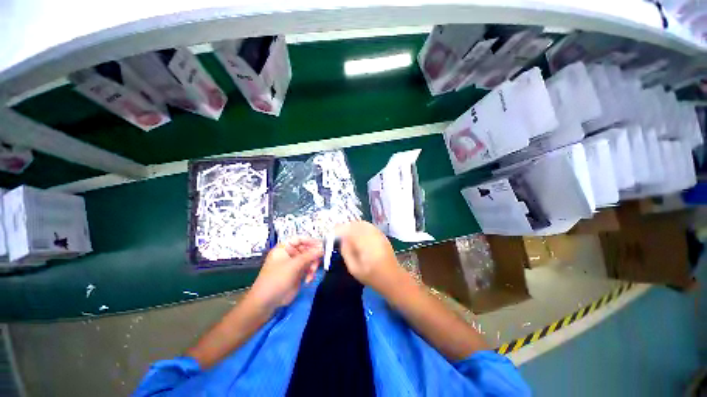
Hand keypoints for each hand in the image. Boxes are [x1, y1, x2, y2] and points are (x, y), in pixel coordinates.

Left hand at [249, 237, 322, 311]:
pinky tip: (308, 279)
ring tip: (312, 272)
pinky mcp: (298, 274)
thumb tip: (322, 248)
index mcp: (284, 248)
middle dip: (313, 255)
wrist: (267, 302)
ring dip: (313, 265)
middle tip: (318, 261)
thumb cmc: (276, 279)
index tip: (321, 245)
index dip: (310, 241)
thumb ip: (309, 255)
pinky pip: (309, 268)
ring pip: (309, 259)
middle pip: (307, 249)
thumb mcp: (293, 265)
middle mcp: (290, 254)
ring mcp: (294, 264)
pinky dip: (311, 273)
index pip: (300, 239)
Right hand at [337, 221, 406, 293]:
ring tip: (347, 232)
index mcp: (363, 243)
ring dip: (353, 225)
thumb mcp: (354, 268)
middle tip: (339, 232)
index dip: (339, 229)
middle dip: (346, 226)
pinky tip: (358, 233)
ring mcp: (378, 233)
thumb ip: (346, 252)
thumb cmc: (371, 275)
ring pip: (362, 223)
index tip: (333, 231)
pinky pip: (369, 226)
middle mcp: (371, 235)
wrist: (391, 277)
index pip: (349, 230)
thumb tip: (342, 240)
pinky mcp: (382, 235)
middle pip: (356, 224)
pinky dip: (361, 227)